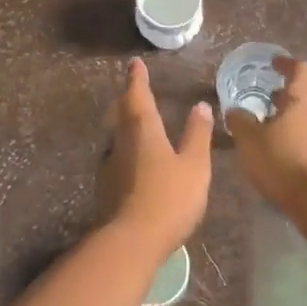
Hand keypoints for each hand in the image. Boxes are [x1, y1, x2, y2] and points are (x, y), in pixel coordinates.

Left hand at [99, 59, 213, 248]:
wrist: (131, 241)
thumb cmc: (169, 198)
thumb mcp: (194, 165)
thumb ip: (197, 135)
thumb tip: (201, 105)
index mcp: (143, 130)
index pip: (138, 96)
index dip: (137, 79)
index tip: (135, 64)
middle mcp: (121, 142)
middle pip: (121, 113)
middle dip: (127, 98)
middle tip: (133, 88)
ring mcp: (110, 165)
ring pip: (116, 135)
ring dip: (123, 123)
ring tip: (134, 119)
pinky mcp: (106, 187)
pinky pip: (116, 157)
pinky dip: (124, 148)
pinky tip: (132, 158)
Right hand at [225, 57, 306, 208]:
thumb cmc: (285, 162)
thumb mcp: (250, 142)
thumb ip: (240, 122)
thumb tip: (234, 110)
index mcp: (303, 98)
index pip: (300, 69)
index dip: (286, 64)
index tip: (274, 64)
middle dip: (292, 92)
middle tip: (272, 98)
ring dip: (299, 117)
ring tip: (278, 127)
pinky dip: (306, 137)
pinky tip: (291, 151)